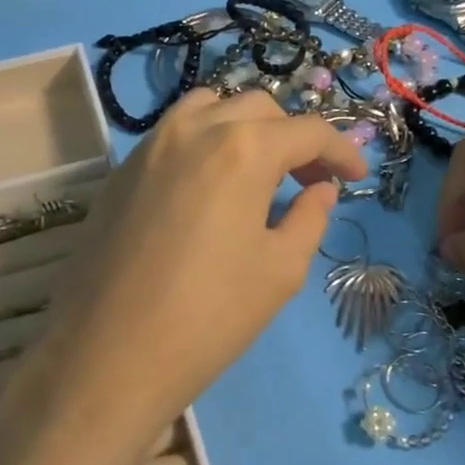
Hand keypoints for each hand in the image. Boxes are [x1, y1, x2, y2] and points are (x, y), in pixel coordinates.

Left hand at [19, 89, 367, 443]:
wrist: (107, 355)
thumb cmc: (208, 316)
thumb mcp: (279, 270)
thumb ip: (309, 217)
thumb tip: (321, 189)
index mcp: (242, 149)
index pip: (306, 132)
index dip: (340, 151)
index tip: (357, 176)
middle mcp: (194, 129)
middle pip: (259, 108)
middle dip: (293, 137)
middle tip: (310, 180)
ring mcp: (150, 145)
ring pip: (210, 108)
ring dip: (245, 127)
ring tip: (258, 172)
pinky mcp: (121, 170)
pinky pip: (174, 133)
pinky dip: (205, 141)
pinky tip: (210, 186)